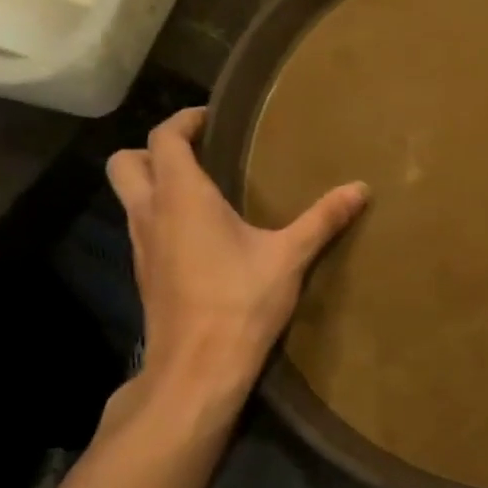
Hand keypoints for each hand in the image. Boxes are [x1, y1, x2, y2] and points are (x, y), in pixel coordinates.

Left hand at [106, 108, 367, 403]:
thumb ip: (324, 218)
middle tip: (199, 152)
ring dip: (156, 183)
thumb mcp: (289, 256)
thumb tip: (361, 188)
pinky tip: (203, 234)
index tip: (213, 118)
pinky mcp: (146, 274)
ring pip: (130, 197)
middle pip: (126, 163)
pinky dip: (162, 216)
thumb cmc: (240, 302)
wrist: (197, 369)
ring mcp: (142, 246)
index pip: (164, 138)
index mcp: (181, 197)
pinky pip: (144, 227)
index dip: (184, 120)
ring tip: (206, 189)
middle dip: (155, 149)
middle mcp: (151, 214)